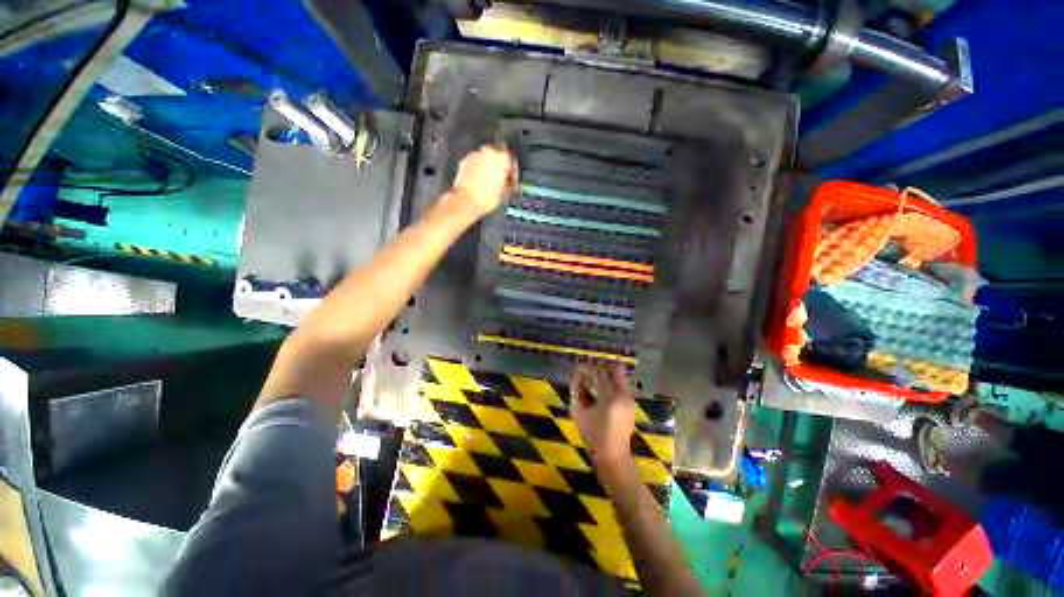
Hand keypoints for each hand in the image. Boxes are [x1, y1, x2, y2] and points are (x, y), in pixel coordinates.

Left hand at [448, 144, 517, 217]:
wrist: (466, 201)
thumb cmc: (485, 198)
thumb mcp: (504, 192)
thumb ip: (508, 183)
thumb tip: (508, 183)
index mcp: (502, 158)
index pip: (512, 160)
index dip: (513, 171)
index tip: (512, 179)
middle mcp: (488, 152)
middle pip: (498, 155)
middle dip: (500, 166)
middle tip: (502, 179)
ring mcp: (475, 155)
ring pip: (486, 157)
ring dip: (489, 167)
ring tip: (490, 182)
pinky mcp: (465, 161)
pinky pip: (476, 162)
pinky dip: (479, 169)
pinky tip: (480, 181)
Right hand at [570, 363, 635, 469]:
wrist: (614, 454)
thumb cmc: (593, 435)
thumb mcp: (579, 412)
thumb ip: (577, 390)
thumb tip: (578, 375)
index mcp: (610, 397)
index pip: (599, 373)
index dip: (588, 368)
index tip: (579, 368)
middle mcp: (623, 395)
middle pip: (616, 369)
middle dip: (602, 367)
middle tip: (590, 372)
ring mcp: (629, 399)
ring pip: (620, 376)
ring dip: (607, 374)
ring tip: (594, 381)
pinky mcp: (631, 403)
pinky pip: (622, 385)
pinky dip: (612, 383)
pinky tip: (601, 391)